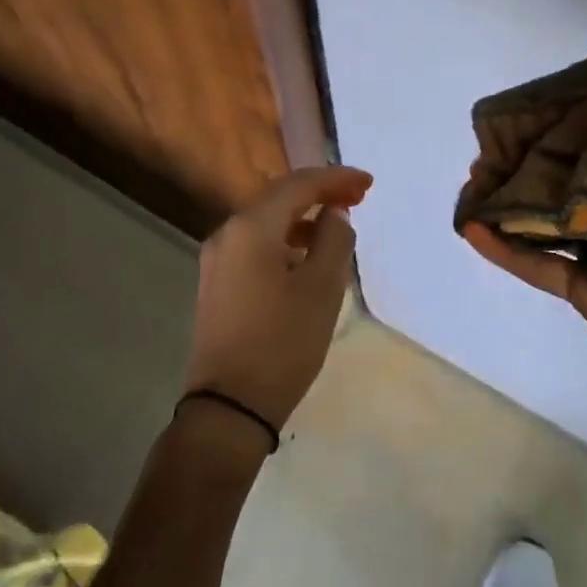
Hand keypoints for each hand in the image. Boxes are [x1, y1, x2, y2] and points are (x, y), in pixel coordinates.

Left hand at [187, 165, 371, 430]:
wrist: (229, 407)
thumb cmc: (282, 343)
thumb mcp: (322, 289)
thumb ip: (334, 240)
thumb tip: (334, 215)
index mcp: (251, 228)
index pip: (299, 186)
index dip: (336, 178)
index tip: (369, 184)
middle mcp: (227, 234)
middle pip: (279, 197)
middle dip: (320, 192)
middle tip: (358, 196)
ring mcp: (218, 259)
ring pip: (267, 221)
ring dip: (303, 216)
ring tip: (338, 225)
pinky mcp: (218, 283)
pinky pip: (257, 244)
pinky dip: (286, 239)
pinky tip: (307, 254)